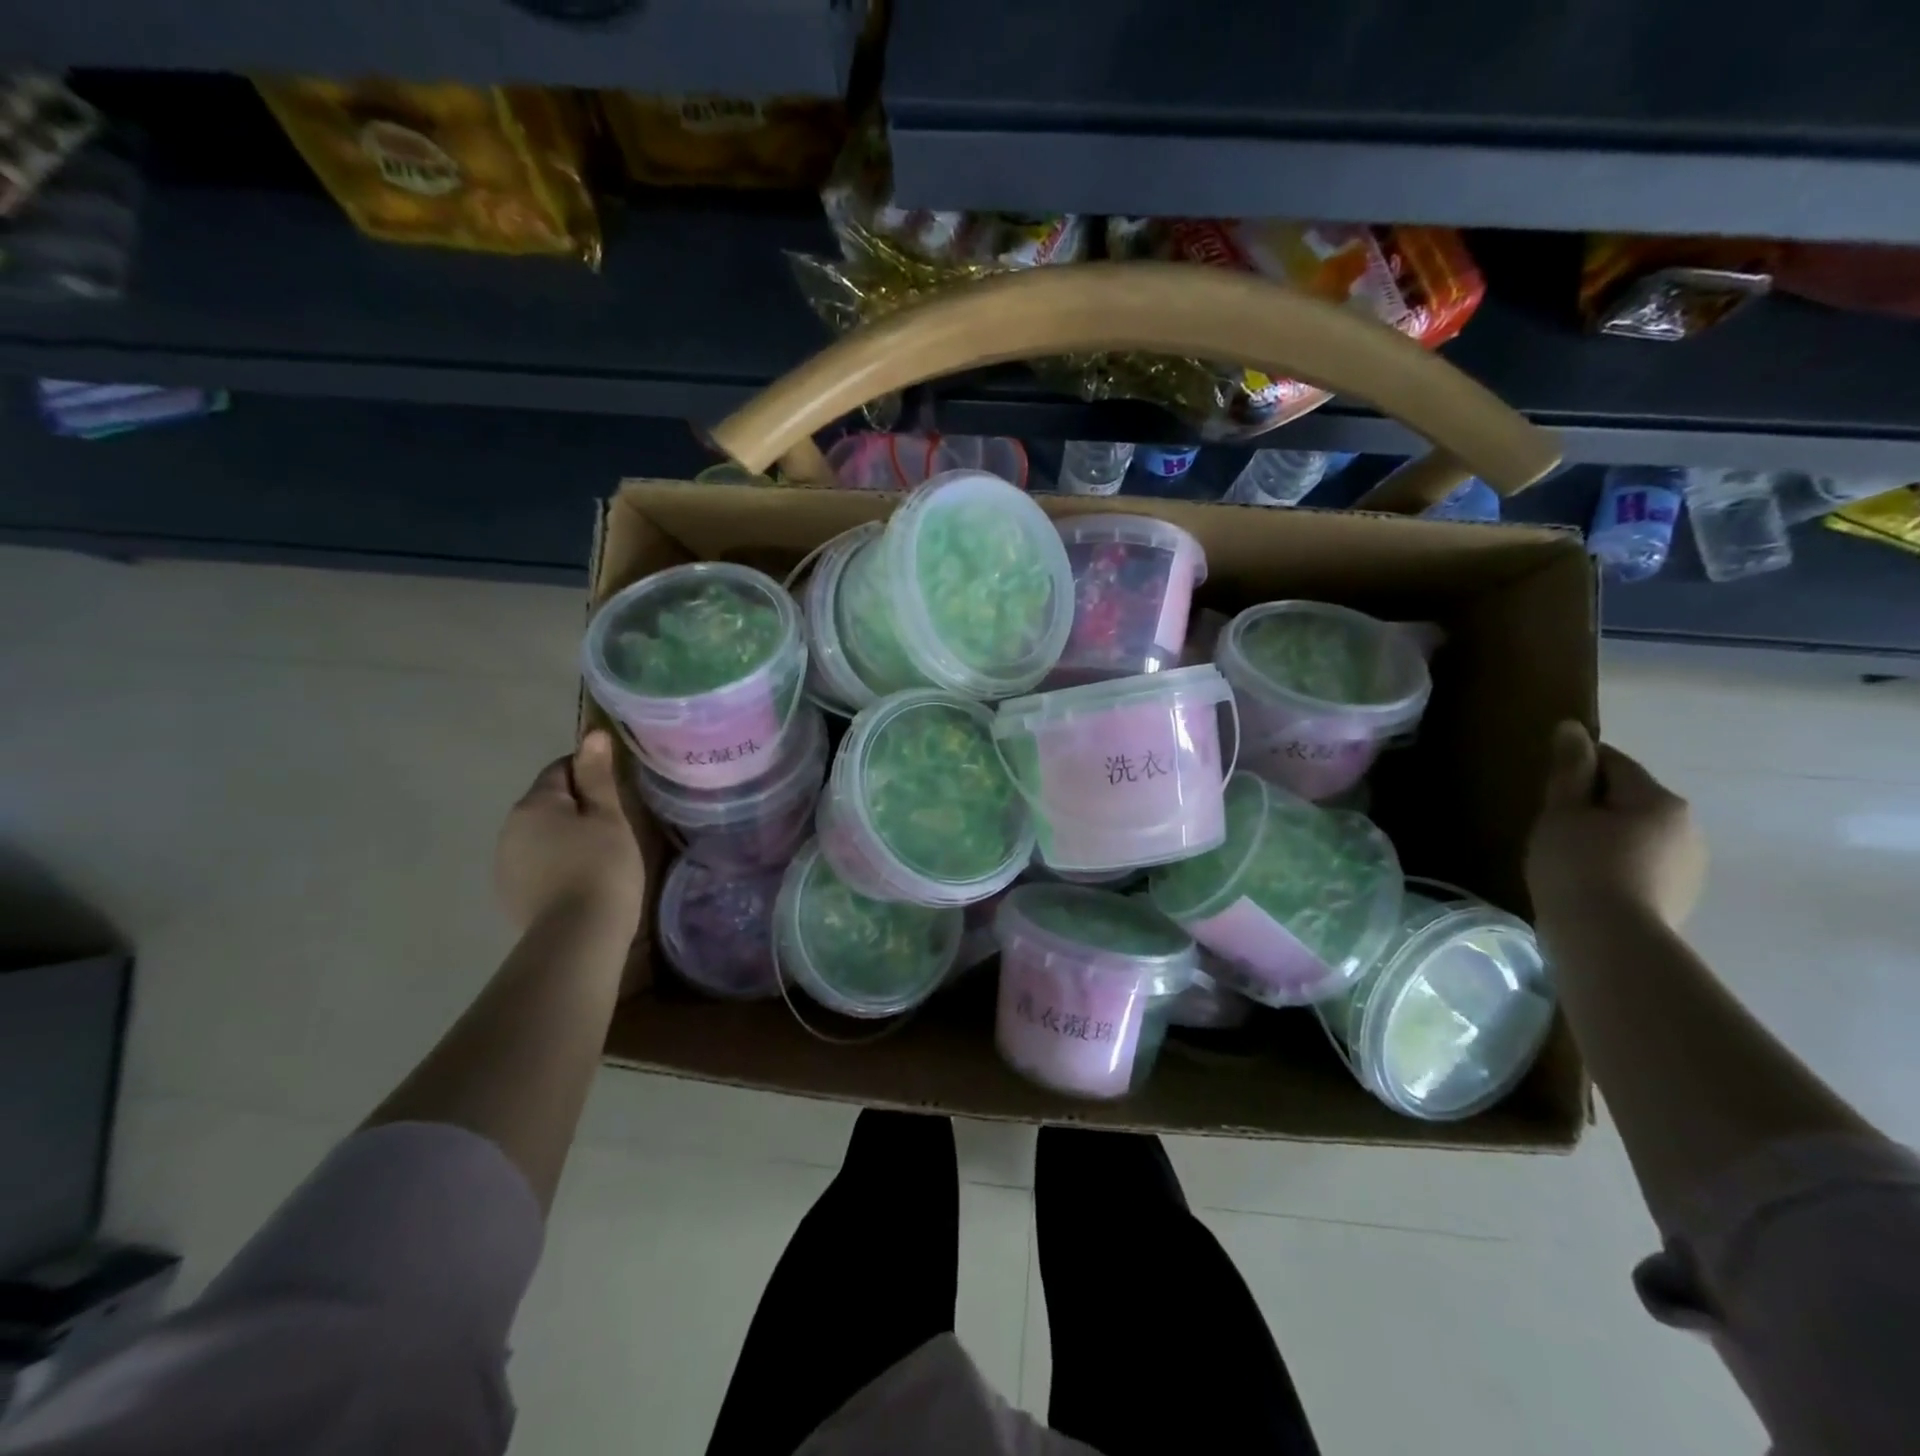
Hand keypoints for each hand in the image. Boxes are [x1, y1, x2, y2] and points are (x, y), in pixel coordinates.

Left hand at [495, 730, 643, 934]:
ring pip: (540, 836)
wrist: (578, 937)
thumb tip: (592, 734)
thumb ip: (598, 777)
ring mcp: (504, 864)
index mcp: (534, 803)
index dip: (590, 774)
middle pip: (547, 804)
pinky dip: (556, 865)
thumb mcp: (608, 817)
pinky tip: (580, 882)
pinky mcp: (509, 895)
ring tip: (600, 858)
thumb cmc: (602, 867)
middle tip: (614, 826)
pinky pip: (536, 865)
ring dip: (565, 838)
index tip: (616, 792)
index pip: (560, 769)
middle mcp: (509, 828)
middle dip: (576, 808)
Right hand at [1526, 721, 1705, 928]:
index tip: (1547, 787)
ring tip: (1568, 859)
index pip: (1613, 764)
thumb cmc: (1577, 865)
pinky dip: (1618, 866)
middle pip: (1630, 800)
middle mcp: (1688, 827)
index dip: (1576, 769)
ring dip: (1608, 838)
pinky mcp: (1682, 898)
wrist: (1608, 940)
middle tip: (1552, 826)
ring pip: (1639, 835)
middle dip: (1594, 806)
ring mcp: (1691, 866)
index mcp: (1660, 800)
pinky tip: (1589, 883)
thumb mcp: (1561, 812)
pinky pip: (1643, 866)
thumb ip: (1568, 769)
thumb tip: (1572, 727)